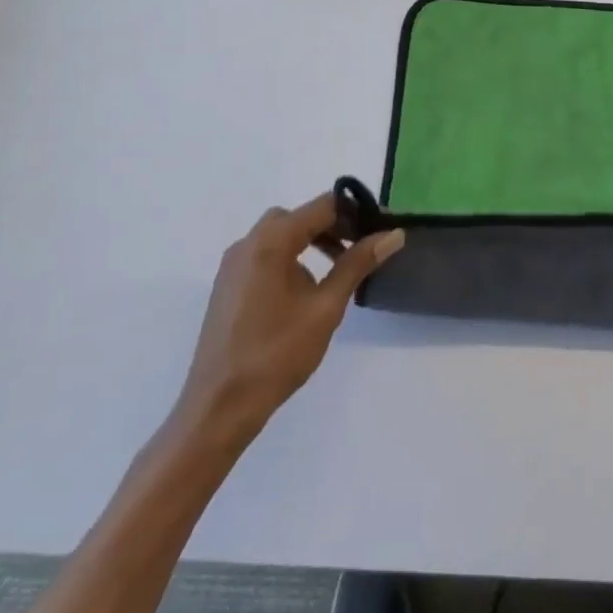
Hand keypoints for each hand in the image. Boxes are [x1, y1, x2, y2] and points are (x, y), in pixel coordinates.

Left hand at [168, 193, 403, 464]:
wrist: (218, 407)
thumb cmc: (276, 354)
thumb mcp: (326, 307)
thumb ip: (358, 264)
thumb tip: (393, 233)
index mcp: (272, 241)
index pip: (323, 206)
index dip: (355, 213)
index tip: (380, 230)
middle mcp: (248, 242)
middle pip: (299, 217)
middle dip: (334, 226)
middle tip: (361, 249)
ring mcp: (233, 264)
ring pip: (280, 235)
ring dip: (312, 241)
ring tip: (339, 269)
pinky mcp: (228, 285)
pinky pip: (265, 254)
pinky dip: (291, 257)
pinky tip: (306, 291)